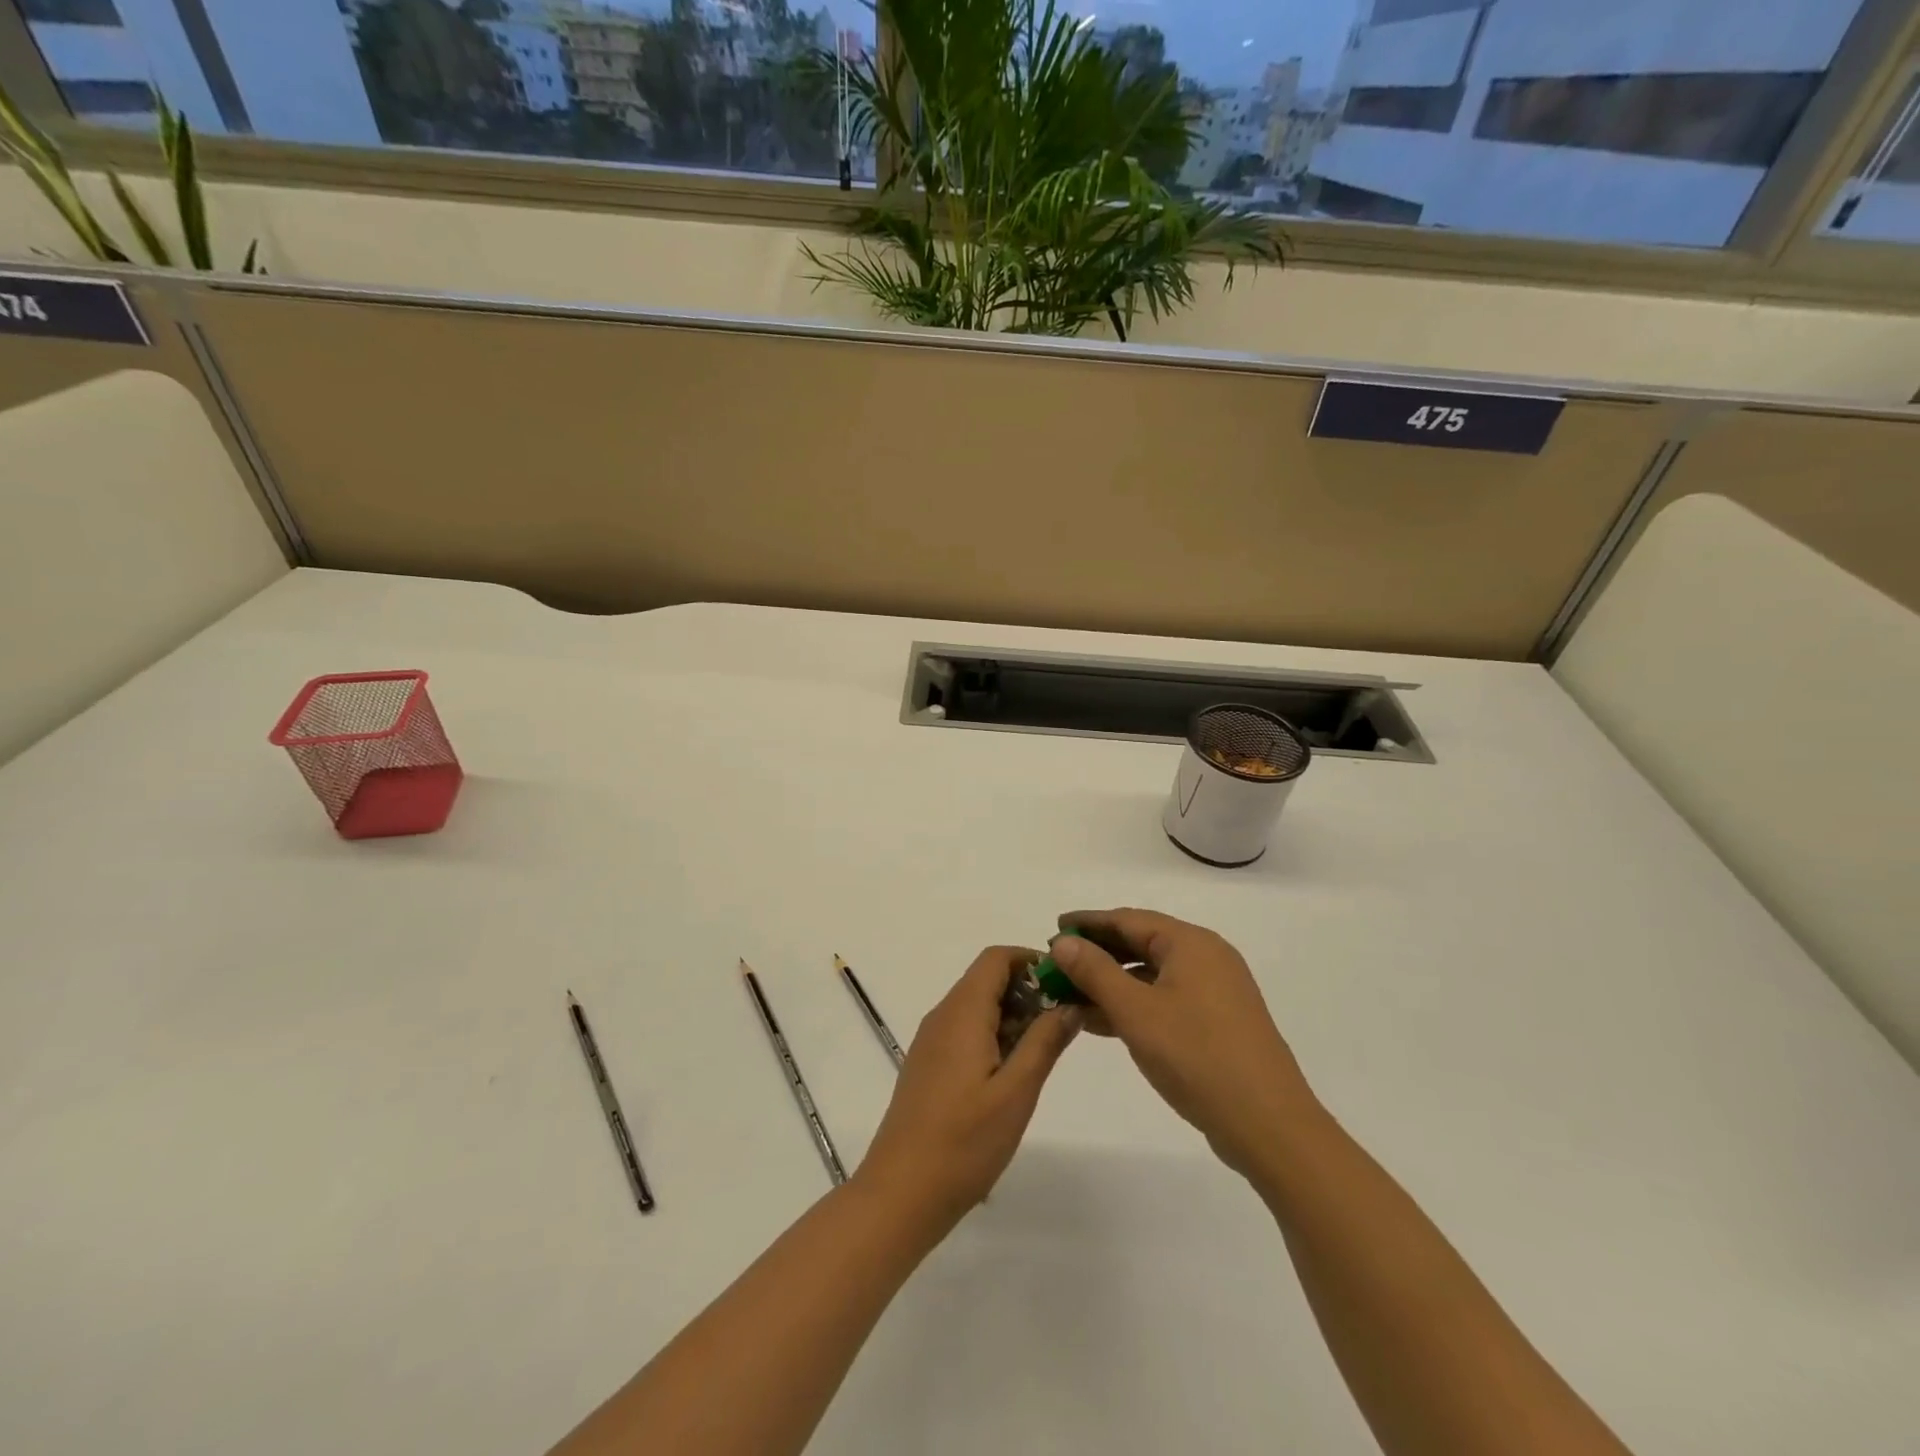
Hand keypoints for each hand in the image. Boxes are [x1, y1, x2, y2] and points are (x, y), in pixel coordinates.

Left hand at [857, 946, 1080, 1228]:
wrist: (900, 1193)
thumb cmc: (963, 1143)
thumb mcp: (1016, 1093)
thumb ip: (1044, 1042)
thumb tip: (1069, 1004)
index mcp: (962, 1012)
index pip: (995, 958)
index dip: (1031, 960)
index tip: (1065, 984)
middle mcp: (942, 1016)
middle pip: (986, 980)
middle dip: (1027, 990)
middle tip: (1063, 1024)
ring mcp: (931, 1041)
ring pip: (976, 1006)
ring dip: (1012, 1015)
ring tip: (1044, 1051)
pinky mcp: (928, 1065)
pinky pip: (964, 1031)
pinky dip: (993, 1035)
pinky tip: (1012, 1074)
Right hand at [1050, 910, 1315, 1177]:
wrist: (1269, 1125)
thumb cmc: (1197, 1057)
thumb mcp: (1135, 1011)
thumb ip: (1094, 972)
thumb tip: (1062, 942)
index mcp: (1191, 943)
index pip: (1127, 919)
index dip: (1087, 923)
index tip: (1053, 929)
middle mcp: (1206, 957)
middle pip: (1140, 943)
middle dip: (1097, 954)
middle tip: (1057, 964)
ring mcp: (1214, 992)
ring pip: (1150, 975)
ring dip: (1111, 983)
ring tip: (1070, 995)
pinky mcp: (1217, 1023)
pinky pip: (1164, 999)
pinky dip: (1132, 1005)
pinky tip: (1101, 1022)